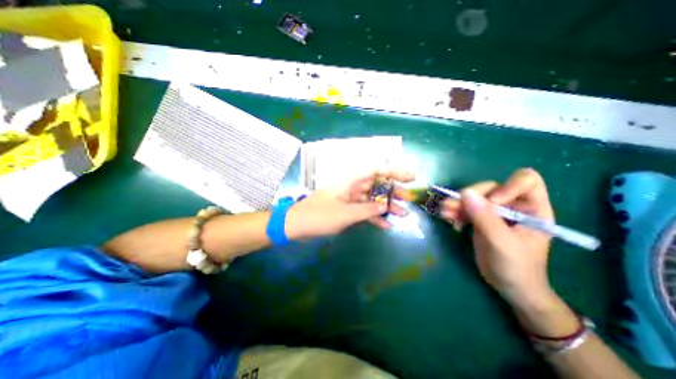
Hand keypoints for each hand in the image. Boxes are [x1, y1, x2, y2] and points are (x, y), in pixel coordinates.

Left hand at [284, 172, 414, 239]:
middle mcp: (352, 186)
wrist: (297, 224)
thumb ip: (366, 211)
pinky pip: (364, 211)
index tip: (409, 177)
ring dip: (386, 206)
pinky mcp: (347, 209)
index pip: (375, 170)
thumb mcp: (345, 214)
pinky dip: (374, 217)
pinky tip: (386, 225)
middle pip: (377, 185)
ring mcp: (350, 198)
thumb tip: (384, 208)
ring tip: (403, 213)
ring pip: (372, 199)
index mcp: (350, 181)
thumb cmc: (319, 216)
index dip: (394, 172)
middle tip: (409, 198)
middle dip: (393, 191)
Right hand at [445, 169, 554, 307]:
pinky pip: (465, 208)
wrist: (509, 286)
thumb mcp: (502, 242)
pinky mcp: (480, 219)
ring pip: (473, 197)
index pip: (525, 181)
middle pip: (490, 188)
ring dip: (457, 203)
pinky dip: (455, 212)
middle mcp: (513, 205)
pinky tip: (449, 220)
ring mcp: (495, 212)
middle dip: (470, 196)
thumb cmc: (517, 267)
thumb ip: (485, 217)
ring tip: (444, 212)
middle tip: (452, 206)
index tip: (492, 202)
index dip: (507, 186)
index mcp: (532, 208)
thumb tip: (465, 193)